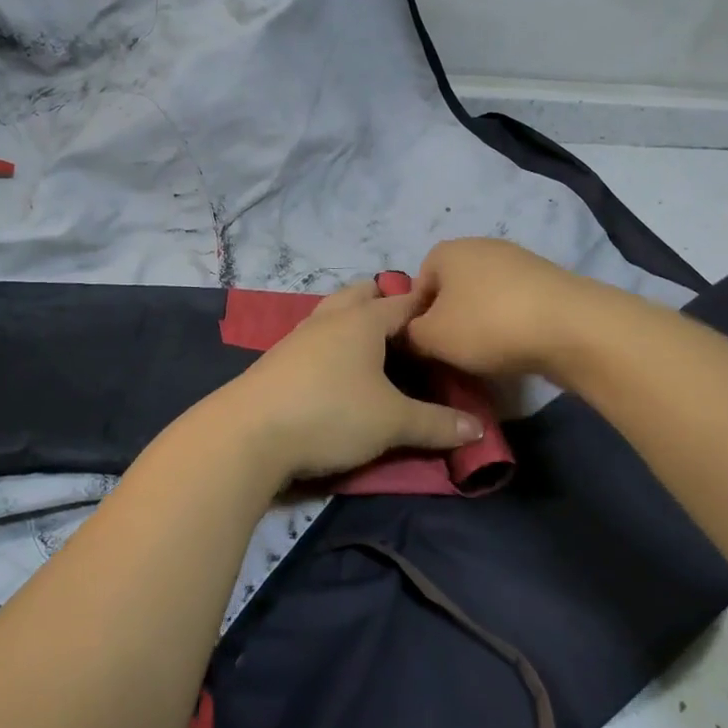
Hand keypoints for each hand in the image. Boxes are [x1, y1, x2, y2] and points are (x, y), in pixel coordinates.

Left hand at [218, 280, 485, 485]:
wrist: (249, 432)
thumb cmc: (330, 413)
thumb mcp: (392, 422)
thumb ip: (437, 424)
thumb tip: (477, 429)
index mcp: (362, 320)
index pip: (403, 302)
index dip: (427, 308)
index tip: (447, 320)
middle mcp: (330, 318)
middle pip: (362, 294)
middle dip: (385, 304)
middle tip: (409, 333)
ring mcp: (300, 335)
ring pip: (334, 313)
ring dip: (355, 321)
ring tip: (376, 348)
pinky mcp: (279, 358)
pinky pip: (316, 337)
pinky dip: (333, 342)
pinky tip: (338, 369)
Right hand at [403, 238, 594, 378]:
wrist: (571, 327)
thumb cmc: (488, 324)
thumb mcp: (432, 337)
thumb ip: (410, 335)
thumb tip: (410, 335)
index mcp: (446, 251)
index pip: (416, 286)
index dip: (415, 319)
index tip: (425, 347)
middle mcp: (479, 246)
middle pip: (451, 291)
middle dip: (450, 321)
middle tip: (453, 354)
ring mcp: (517, 261)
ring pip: (483, 299)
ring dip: (480, 325)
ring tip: (486, 356)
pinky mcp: (546, 282)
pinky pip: (513, 305)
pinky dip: (509, 325)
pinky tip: (515, 348)